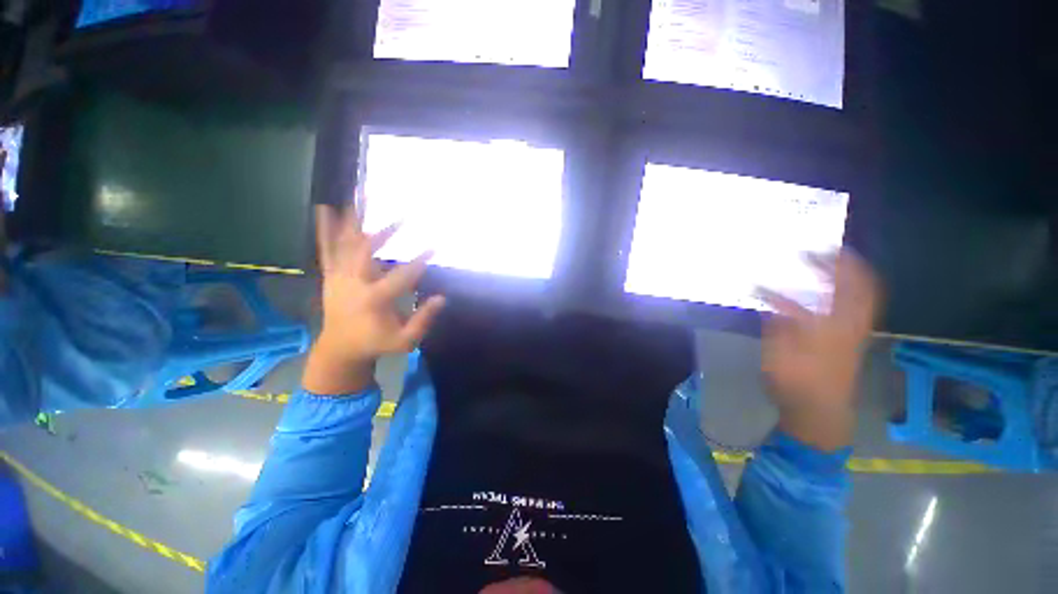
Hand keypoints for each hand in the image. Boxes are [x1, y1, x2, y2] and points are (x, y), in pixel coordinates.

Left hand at [303, 204, 444, 395]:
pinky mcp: (331, 275)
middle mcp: (353, 284)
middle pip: (366, 251)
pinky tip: (325, 208)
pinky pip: (327, 249)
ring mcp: (338, 277)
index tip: (433, 248)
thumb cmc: (376, 344)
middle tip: (404, 216)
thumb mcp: (405, 341)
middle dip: (386, 231)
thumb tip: (441, 298)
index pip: (400, 278)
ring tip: (362, 195)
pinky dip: (326, 229)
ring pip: (345, 244)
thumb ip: (423, 320)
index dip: (418, 262)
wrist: (339, 349)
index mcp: (373, 301)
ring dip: (355, 220)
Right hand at [757, 250, 880, 450]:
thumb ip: (778, 327)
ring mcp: (856, 333)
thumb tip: (772, 302)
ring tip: (836, 258)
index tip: (783, 265)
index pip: (817, 298)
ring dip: (853, 273)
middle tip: (824, 248)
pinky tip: (839, 286)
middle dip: (843, 264)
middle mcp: (849, 327)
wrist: (820, 414)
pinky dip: (856, 289)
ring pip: (866, 295)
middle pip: (858, 288)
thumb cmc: (795, 386)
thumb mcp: (778, 358)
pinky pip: (863, 306)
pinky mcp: (855, 339)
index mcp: (828, 331)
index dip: (804, 277)